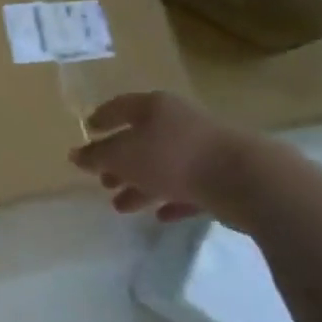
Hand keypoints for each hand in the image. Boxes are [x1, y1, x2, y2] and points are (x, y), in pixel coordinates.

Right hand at [69, 92, 254, 223]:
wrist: (246, 179)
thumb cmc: (173, 157)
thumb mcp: (123, 157)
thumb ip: (97, 157)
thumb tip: (75, 155)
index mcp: (155, 107)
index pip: (120, 107)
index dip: (101, 118)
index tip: (88, 130)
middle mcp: (180, 121)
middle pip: (142, 139)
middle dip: (120, 162)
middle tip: (103, 180)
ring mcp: (205, 148)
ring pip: (164, 166)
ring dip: (141, 185)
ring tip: (122, 207)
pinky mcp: (224, 175)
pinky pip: (190, 186)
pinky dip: (172, 198)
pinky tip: (160, 215)